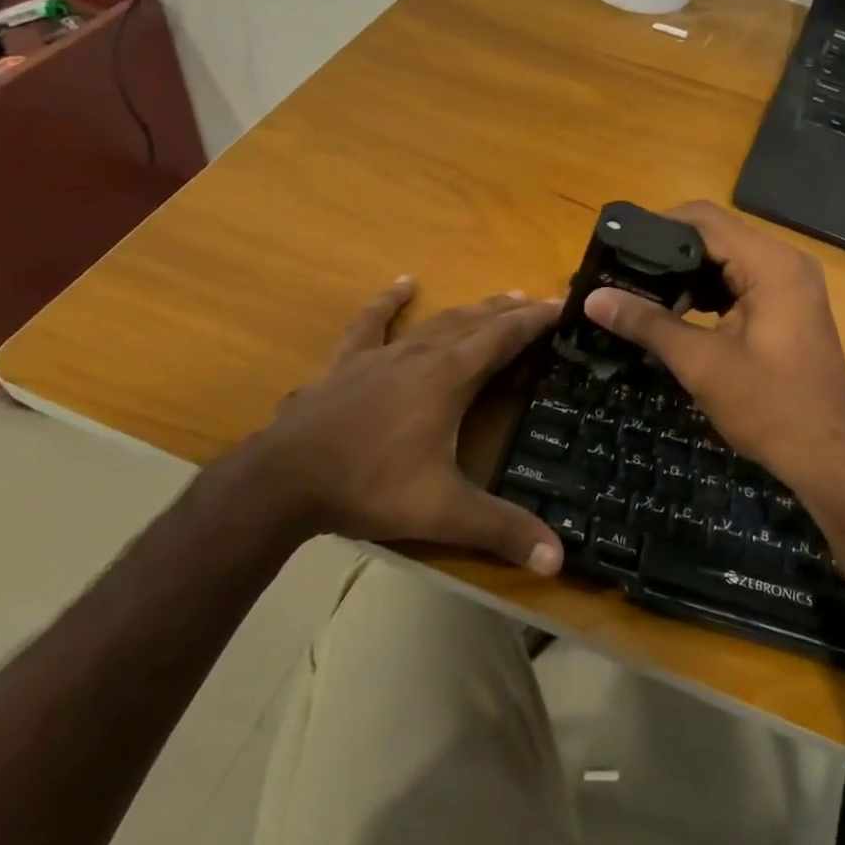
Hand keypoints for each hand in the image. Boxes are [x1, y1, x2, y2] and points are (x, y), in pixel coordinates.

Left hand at [221, 278, 564, 574]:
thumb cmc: (369, 485)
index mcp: (449, 377)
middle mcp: (421, 354)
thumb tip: (559, 559)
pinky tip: (403, 284)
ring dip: (471, 309)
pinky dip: (389, 301)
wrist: (283, 480)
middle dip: (510, 312)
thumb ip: (502, 529)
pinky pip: (371, 322)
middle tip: (538, 302)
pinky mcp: (347, 362)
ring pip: (436, 321)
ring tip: (499, 298)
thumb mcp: (443, 512)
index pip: (504, 338)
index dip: (535, 321)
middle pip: (475, 322)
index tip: (562, 305)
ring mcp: (381, 354)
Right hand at [584, 202, 844, 507]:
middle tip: (619, 275)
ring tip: (638, 295)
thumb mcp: (702, 364)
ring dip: (685, 275)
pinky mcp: (787, 307)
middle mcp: (784, 261)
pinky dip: (707, 293)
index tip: (615, 249)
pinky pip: (739, 283)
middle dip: (665, 253)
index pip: (703, 220)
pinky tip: (675, 315)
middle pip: (714, 236)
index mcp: (770, 263)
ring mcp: (790, 284)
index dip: (655, 227)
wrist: (831, 458)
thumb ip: (648, 323)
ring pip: (725, 260)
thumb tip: (593, 299)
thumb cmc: (770, 408)